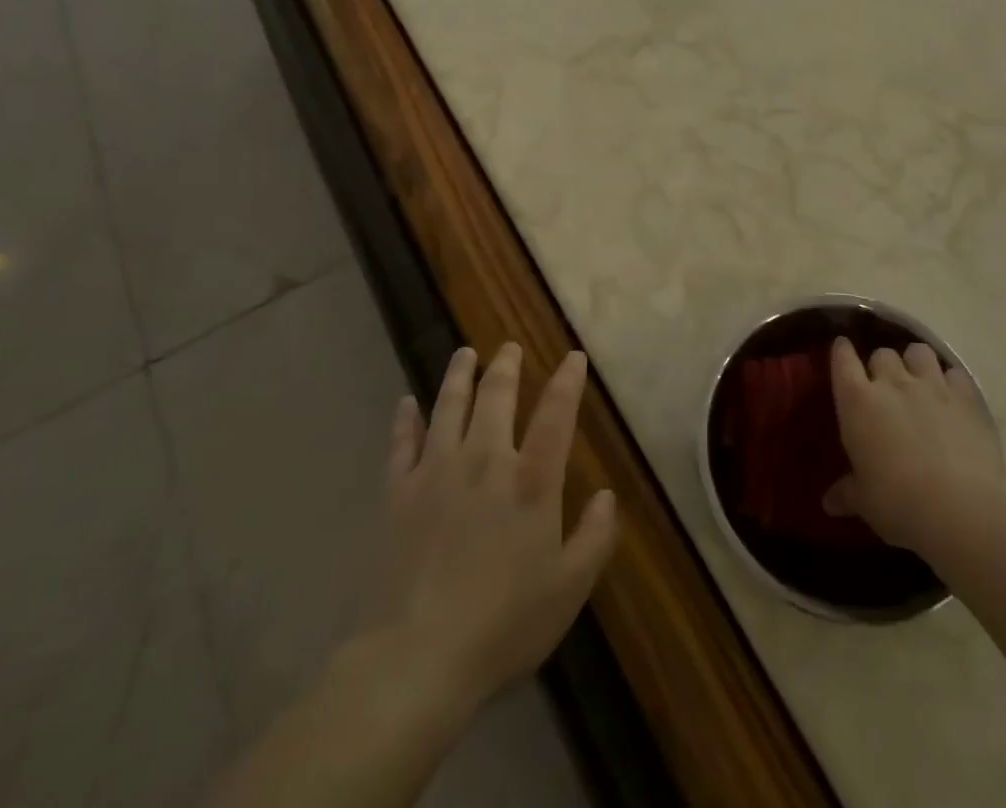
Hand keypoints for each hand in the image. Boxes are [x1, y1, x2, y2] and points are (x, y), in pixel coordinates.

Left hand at [368, 344, 618, 706]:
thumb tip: (607, 495)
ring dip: (458, 376)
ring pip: (449, 407)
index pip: (555, 415)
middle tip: (508, 347)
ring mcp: (436, 472)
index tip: (573, 357)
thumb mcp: (568, 589)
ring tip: (464, 354)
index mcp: (531, 482)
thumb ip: (594, 537)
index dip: (567, 382)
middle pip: (496, 398)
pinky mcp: (398, 493)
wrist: (416, 657)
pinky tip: (405, 403)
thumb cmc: (503, 624)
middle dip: (505, 367)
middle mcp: (485, 461)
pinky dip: (405, 420)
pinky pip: (401, 444)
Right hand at [824, 335, 1003, 561]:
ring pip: (918, 352)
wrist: (960, 508)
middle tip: (884, 385)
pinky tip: (952, 397)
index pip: (842, 359)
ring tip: (919, 380)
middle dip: (881, 365)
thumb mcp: (864, 501)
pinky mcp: (966, 397)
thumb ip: (847, 493)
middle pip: (882, 353)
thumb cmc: (898, 503)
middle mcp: (892, 382)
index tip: (842, 349)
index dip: (842, 351)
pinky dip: (951, 381)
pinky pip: (955, 374)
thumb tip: (828, 503)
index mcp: (857, 400)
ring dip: (915, 362)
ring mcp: (931, 385)